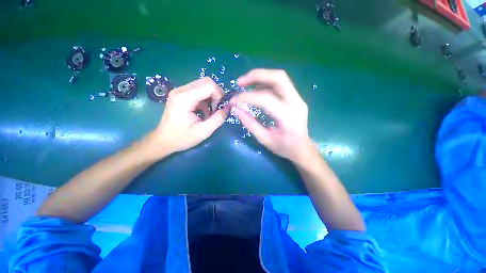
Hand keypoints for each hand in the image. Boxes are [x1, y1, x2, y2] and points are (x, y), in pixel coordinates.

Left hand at [144, 77, 227, 157]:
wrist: (163, 141)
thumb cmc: (182, 138)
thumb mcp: (204, 131)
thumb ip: (218, 119)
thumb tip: (228, 108)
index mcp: (185, 98)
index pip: (209, 85)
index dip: (219, 95)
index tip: (219, 109)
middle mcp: (181, 90)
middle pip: (206, 82)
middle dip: (216, 94)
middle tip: (216, 109)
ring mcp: (179, 91)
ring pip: (203, 85)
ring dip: (211, 97)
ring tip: (210, 112)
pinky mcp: (180, 94)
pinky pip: (198, 90)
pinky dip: (205, 99)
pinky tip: (204, 111)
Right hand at [230, 69, 312, 162]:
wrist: (303, 149)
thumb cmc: (284, 148)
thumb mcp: (265, 139)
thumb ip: (250, 124)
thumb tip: (236, 109)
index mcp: (288, 118)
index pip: (266, 99)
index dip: (247, 97)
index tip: (233, 100)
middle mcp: (296, 103)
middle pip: (278, 78)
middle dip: (256, 75)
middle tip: (239, 82)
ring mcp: (298, 99)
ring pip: (280, 78)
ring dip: (260, 77)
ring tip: (244, 84)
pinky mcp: (296, 98)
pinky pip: (280, 85)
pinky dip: (265, 83)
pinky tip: (255, 89)